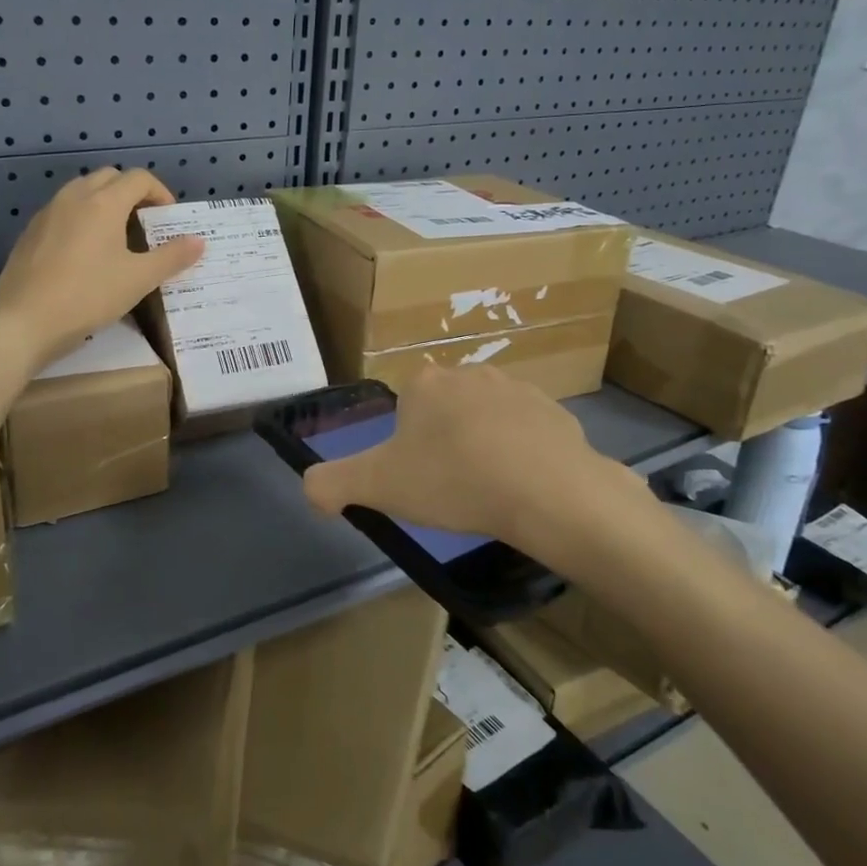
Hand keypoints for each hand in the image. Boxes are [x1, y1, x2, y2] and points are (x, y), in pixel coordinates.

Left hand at [0, 167, 203, 368]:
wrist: (23, 321)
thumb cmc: (88, 297)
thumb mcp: (138, 280)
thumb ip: (171, 257)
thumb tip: (199, 241)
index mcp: (103, 203)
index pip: (138, 178)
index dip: (160, 192)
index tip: (168, 217)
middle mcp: (74, 197)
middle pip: (109, 177)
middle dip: (132, 192)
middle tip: (145, 223)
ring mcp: (48, 212)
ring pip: (83, 191)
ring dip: (105, 202)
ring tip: (117, 236)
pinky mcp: (31, 231)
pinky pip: (64, 210)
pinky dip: (82, 217)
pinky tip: (86, 252)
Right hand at [301, 365, 655, 568]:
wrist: (548, 492)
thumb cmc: (454, 481)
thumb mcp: (377, 486)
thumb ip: (331, 483)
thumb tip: (311, 487)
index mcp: (424, 383)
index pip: (404, 411)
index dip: (406, 448)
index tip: (419, 480)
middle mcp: (469, 373)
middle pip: (444, 413)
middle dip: (444, 444)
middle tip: (451, 489)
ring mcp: (517, 388)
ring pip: (486, 421)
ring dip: (483, 447)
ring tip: (490, 491)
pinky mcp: (556, 412)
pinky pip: (527, 434)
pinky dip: (522, 455)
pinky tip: (524, 487)